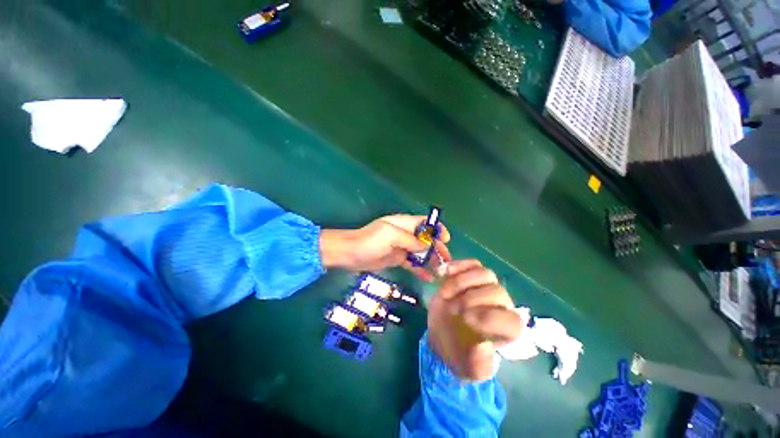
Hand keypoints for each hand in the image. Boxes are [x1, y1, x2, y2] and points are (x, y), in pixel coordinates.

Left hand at [319, 214, 450, 280]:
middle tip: (447, 261)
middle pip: (425, 239)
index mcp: (403, 223)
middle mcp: (404, 234)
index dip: (437, 229)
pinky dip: (420, 270)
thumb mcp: (391, 236)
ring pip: (420, 253)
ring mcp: (401, 247)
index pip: (425, 222)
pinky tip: (429, 278)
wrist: (350, 254)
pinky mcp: (397, 259)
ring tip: (441, 271)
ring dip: (431, 260)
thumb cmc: (370, 241)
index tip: (446, 239)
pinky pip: (412, 264)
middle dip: (437, 248)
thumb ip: (410, 240)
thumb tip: (428, 246)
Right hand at [427, 260, 521, 380]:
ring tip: (445, 294)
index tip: (465, 321)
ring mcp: (485, 287)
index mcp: (507, 331)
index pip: (511, 320)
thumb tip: (483, 345)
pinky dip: (457, 266)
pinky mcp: (470, 275)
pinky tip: (444, 272)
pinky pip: (471, 263)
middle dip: (471, 300)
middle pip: (497, 292)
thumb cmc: (460, 353)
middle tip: (452, 310)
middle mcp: (501, 305)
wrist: (444, 335)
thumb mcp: (469, 369)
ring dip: (462, 282)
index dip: (490, 318)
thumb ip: (479, 364)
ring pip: (484, 274)